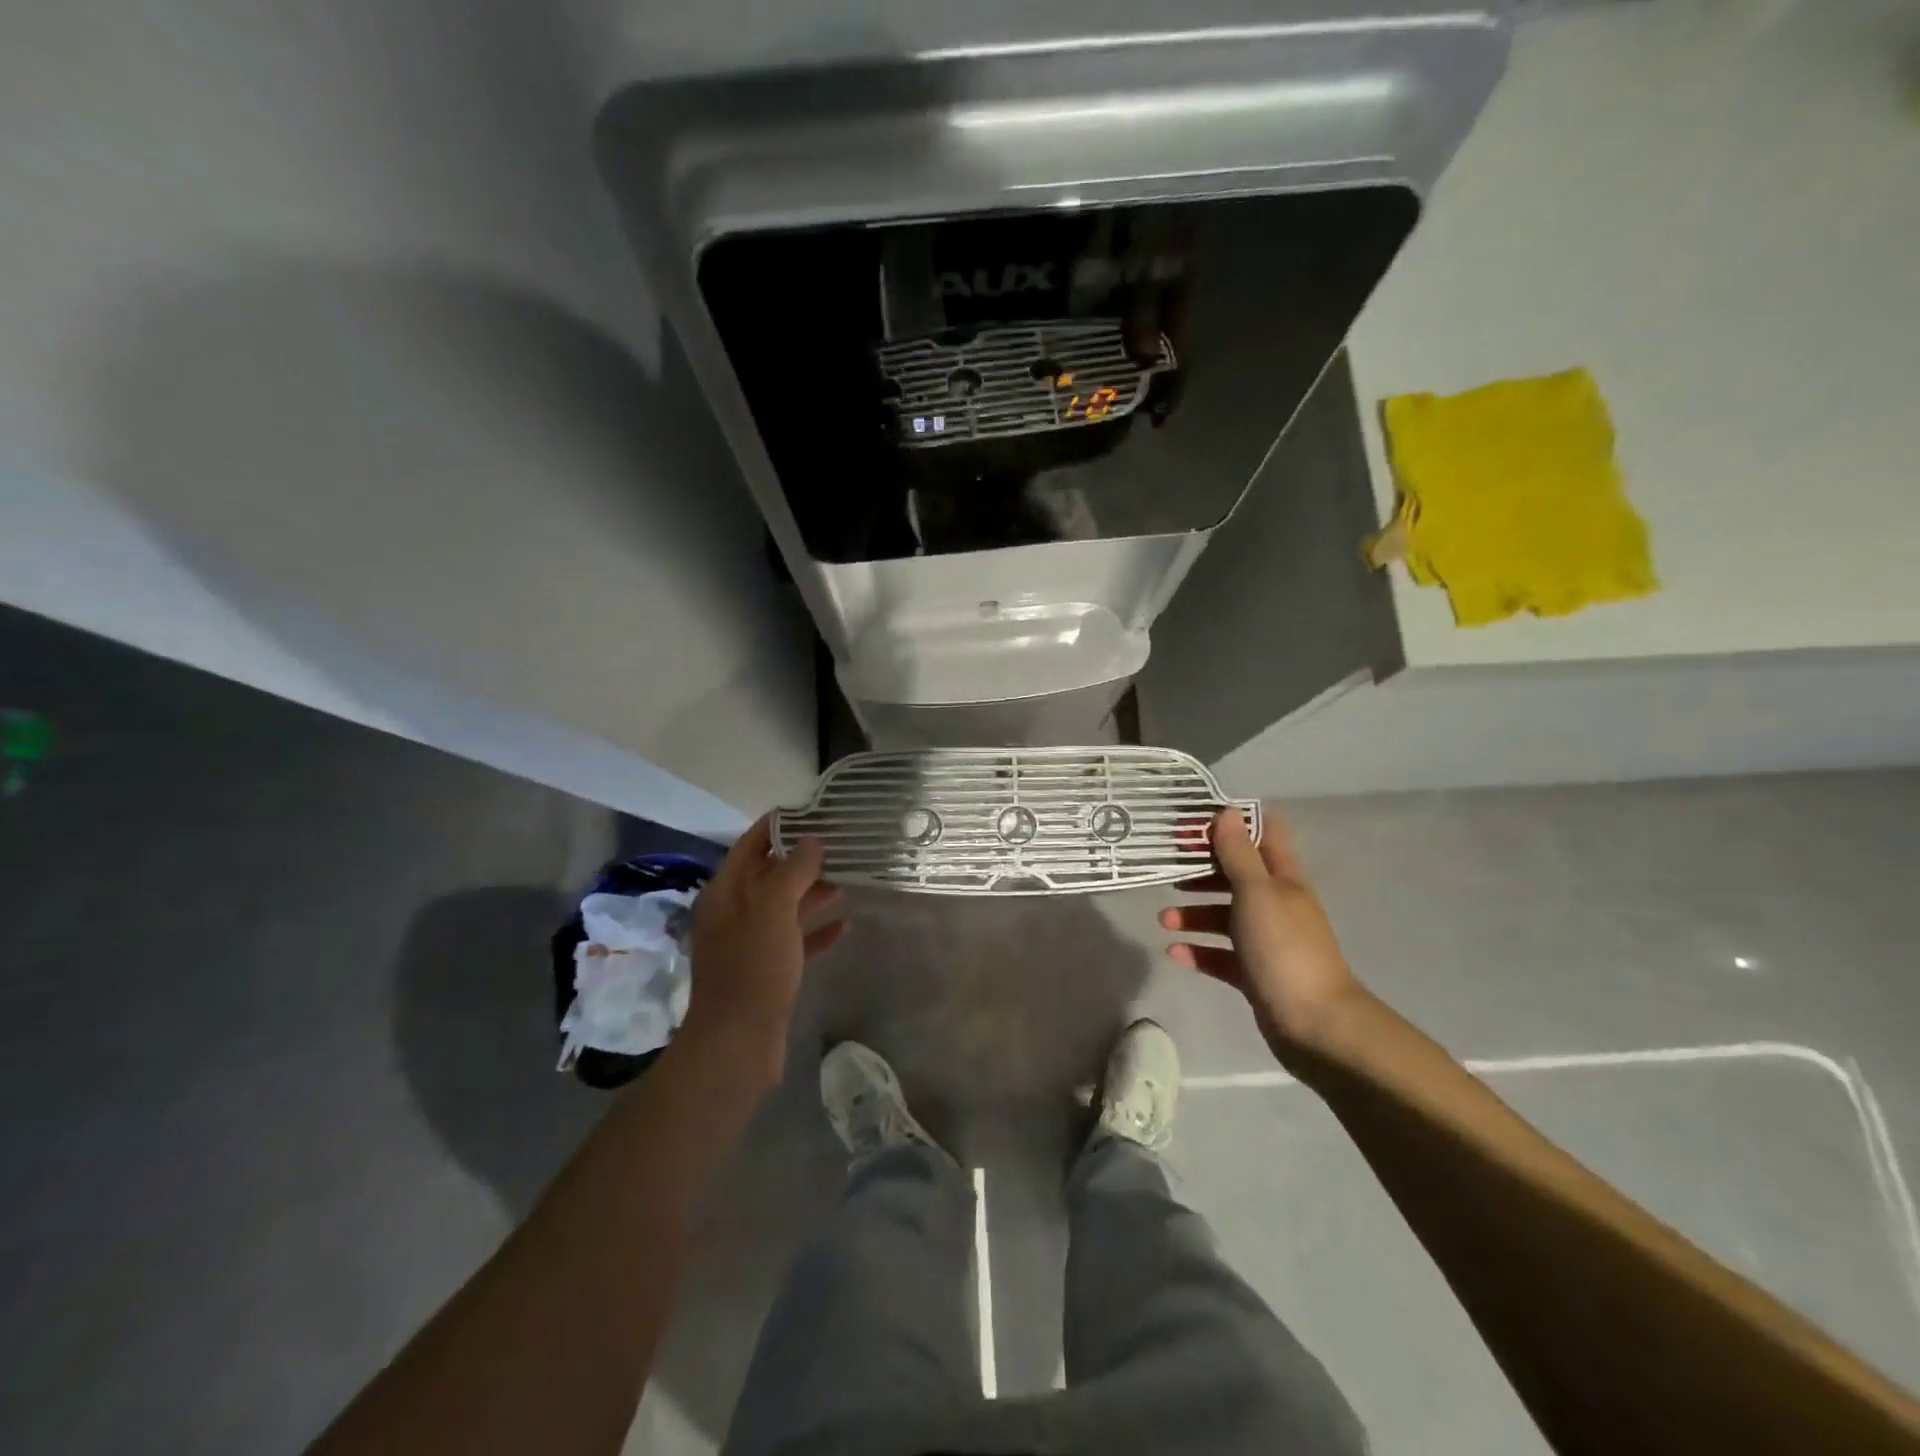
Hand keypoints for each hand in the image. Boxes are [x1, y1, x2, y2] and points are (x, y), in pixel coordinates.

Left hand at [680, 815, 846, 1089]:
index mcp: (727, 892)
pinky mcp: (768, 971)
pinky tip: (846, 926)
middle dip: (803, 859)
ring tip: (849, 879)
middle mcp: (736, 913)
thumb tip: (811, 840)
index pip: (751, 846)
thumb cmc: (752, 967)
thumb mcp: (773, 909)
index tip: (811, 812)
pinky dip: (818, 931)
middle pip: (770, 875)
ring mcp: (751, 944)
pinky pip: (796, 941)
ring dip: (814, 893)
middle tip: (841, 845)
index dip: (777, 827)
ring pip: (786, 908)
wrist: (737, 1043)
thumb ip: (793, 870)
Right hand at [1159, 808, 1367, 1058]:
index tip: (1192, 823)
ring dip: (1193, 913)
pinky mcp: (1255, 973)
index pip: (1261, 834)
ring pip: (1224, 915)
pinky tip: (1174, 953)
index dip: (1229, 823)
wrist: (1315, 1025)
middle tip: (1167, 868)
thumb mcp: (1257, 892)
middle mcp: (1275, 904)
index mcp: (1282, 878)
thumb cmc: (1284, 948)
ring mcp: (1266, 940)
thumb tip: (1227, 811)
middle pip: (1235, 875)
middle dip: (1201, 869)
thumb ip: (1238, 853)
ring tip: (1164, 920)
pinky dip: (1198, 951)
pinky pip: (1220, 955)